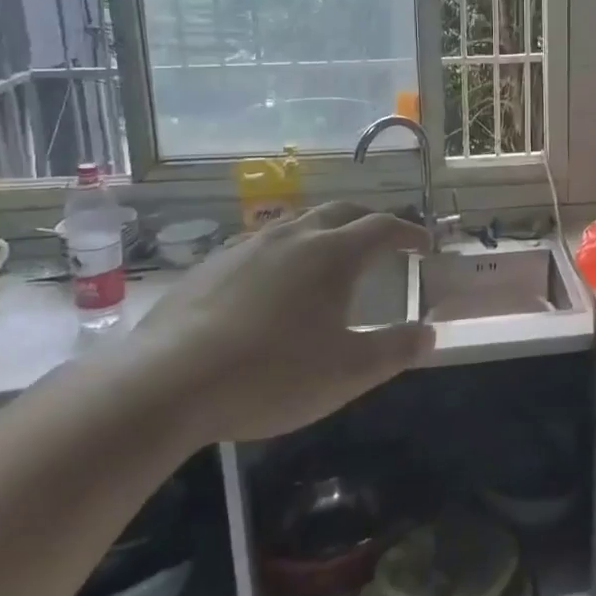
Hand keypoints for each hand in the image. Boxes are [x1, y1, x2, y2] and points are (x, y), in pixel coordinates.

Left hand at [128, 203, 432, 442]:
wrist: (167, 384)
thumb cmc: (272, 374)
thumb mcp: (349, 372)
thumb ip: (396, 350)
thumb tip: (428, 334)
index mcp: (334, 254)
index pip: (383, 227)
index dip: (409, 232)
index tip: (424, 245)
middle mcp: (294, 236)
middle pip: (341, 211)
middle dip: (369, 221)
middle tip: (384, 240)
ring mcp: (247, 246)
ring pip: (298, 222)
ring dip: (325, 230)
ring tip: (330, 255)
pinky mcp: (210, 265)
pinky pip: (260, 243)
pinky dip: (284, 250)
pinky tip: (273, 281)